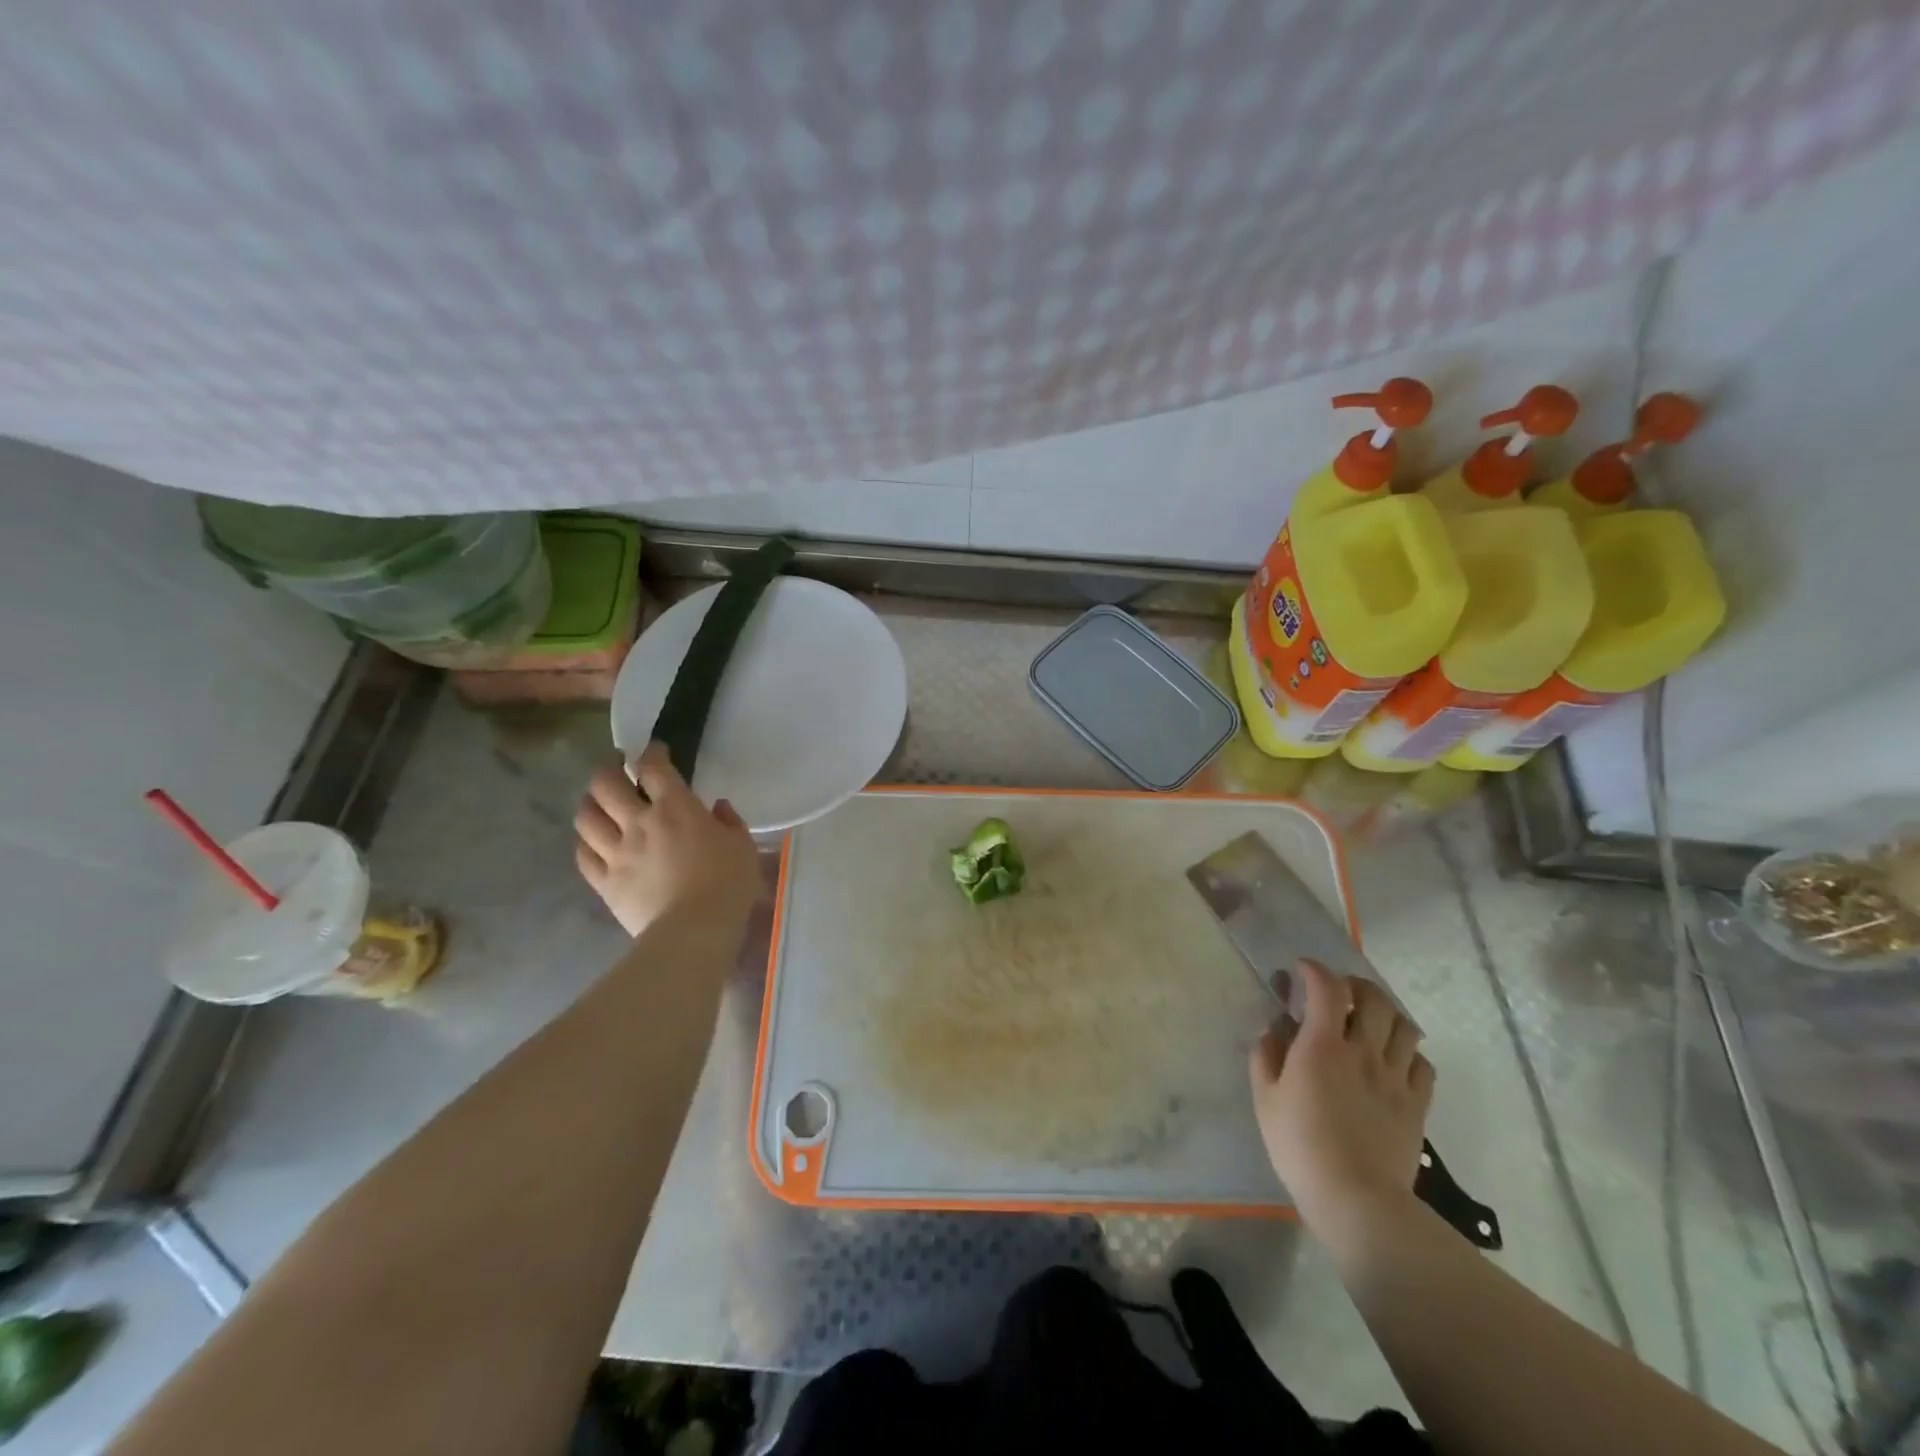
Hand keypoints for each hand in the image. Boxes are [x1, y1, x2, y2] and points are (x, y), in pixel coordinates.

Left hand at [573, 744, 761, 940]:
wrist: (694, 931)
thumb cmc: (728, 885)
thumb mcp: (743, 847)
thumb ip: (729, 822)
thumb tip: (717, 807)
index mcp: (676, 808)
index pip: (654, 767)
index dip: (652, 753)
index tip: (655, 750)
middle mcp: (639, 822)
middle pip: (606, 783)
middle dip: (609, 769)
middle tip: (617, 768)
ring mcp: (616, 852)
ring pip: (587, 816)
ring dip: (590, 802)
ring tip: (597, 801)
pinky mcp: (605, 882)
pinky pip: (584, 855)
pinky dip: (585, 842)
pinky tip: (592, 841)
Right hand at [1248, 958, 1433, 1227]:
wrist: (1356, 1200)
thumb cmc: (1300, 1146)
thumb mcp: (1265, 1098)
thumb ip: (1266, 1056)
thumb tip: (1274, 1031)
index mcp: (1322, 1046)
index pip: (1327, 987)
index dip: (1314, 970)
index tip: (1301, 970)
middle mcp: (1364, 1052)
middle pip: (1374, 998)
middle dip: (1355, 985)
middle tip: (1339, 993)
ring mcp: (1395, 1078)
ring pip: (1405, 1026)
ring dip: (1386, 1014)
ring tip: (1370, 1022)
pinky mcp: (1417, 1104)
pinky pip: (1423, 1064)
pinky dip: (1409, 1053)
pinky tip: (1393, 1061)